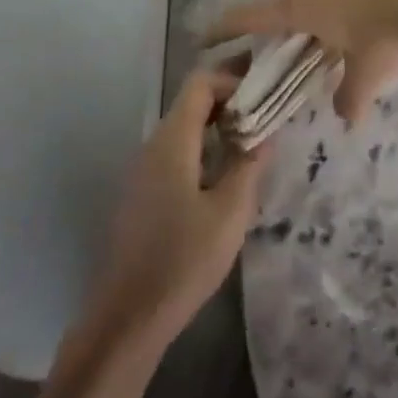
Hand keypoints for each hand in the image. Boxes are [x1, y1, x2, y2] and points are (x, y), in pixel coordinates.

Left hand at [81, 70, 267, 350]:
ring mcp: (142, 170)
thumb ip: (249, 163)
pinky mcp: (142, 194)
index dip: (234, 82)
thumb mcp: (231, 211)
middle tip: (268, 120)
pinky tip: (225, 178)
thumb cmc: (184, 259)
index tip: (266, 99)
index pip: (200, 83)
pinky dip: (203, 151)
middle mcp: (152, 146)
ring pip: (183, 130)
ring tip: (254, 148)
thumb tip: (266, 130)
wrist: (129, 315)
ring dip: (218, 129)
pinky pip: (175, 155)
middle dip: (231, 104)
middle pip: (191, 104)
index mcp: (172, 141)